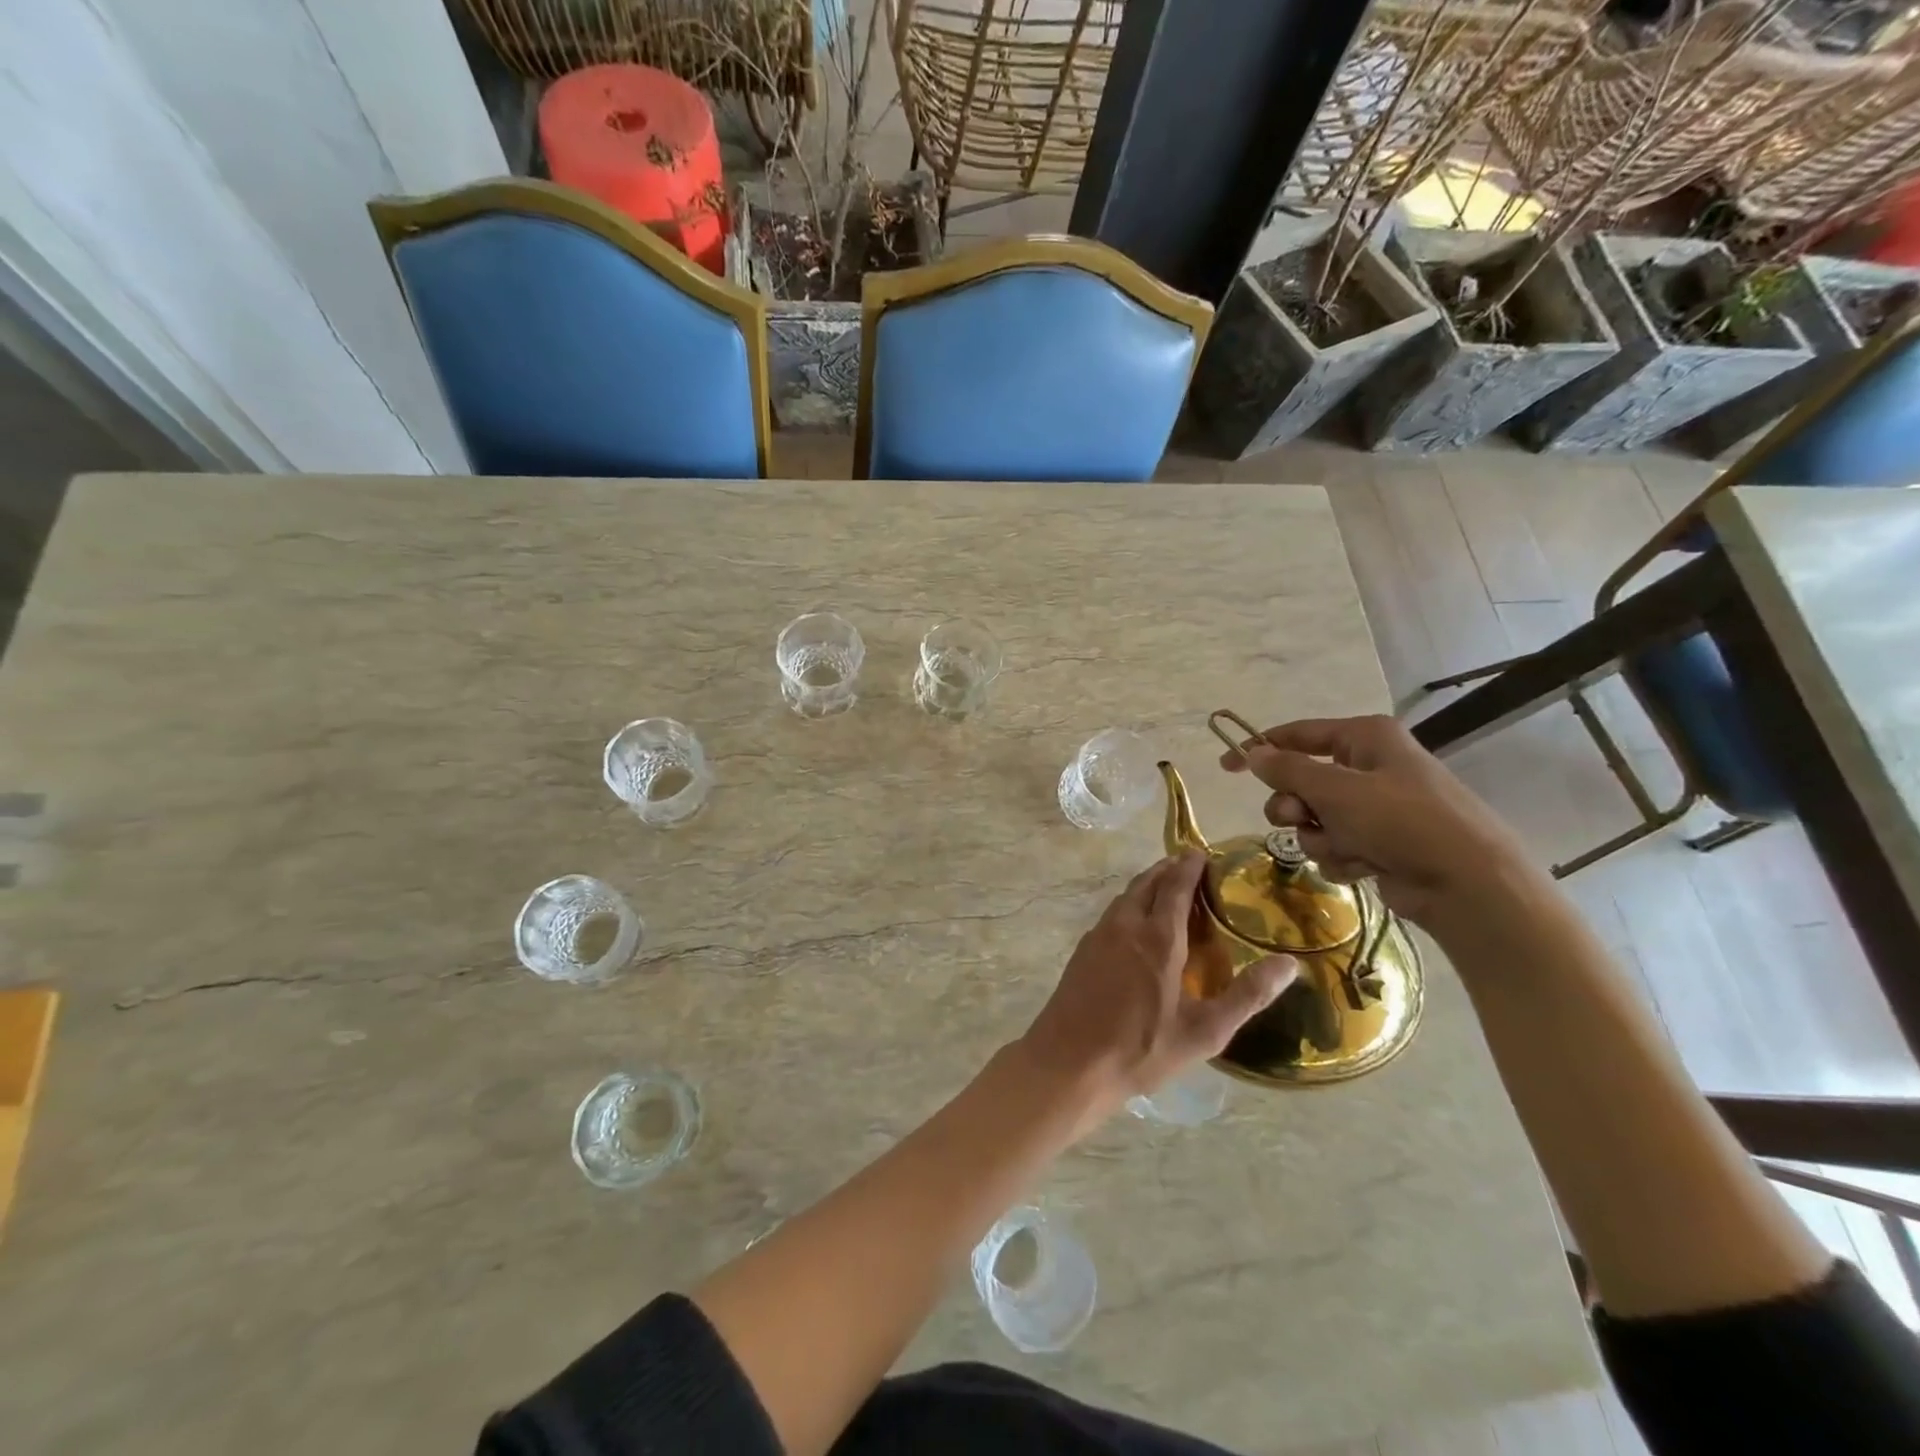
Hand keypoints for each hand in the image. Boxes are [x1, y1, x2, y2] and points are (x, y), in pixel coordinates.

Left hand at [1017, 851, 1295, 1122]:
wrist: (1069, 1062)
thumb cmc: (1142, 1048)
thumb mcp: (1205, 1031)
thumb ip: (1248, 995)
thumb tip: (1290, 965)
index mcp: (1158, 937)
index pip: (1175, 886)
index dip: (1189, 867)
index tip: (1202, 853)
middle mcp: (1126, 925)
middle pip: (1147, 883)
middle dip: (1168, 870)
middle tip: (1188, 866)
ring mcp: (1099, 935)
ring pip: (1126, 896)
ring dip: (1147, 885)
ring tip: (1166, 889)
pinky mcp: (1083, 951)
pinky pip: (1112, 914)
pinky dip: (1130, 905)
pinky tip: (1136, 925)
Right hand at [1218, 714, 1535, 924]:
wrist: (1467, 884)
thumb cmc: (1402, 821)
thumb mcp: (1336, 789)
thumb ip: (1288, 770)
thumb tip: (1254, 754)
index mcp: (1365, 738)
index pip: (1297, 735)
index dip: (1259, 749)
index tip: (1226, 766)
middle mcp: (1369, 766)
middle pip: (1301, 781)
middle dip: (1295, 806)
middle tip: (1300, 818)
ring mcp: (1376, 807)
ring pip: (1314, 819)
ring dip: (1320, 837)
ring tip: (1347, 848)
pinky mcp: (1380, 842)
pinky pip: (1335, 844)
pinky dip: (1341, 857)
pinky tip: (1364, 866)